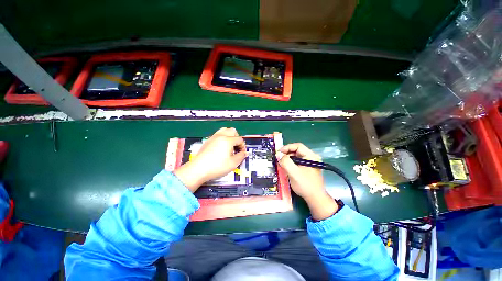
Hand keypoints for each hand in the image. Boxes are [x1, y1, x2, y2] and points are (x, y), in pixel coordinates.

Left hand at [174, 127, 246, 191]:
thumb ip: (241, 156)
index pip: (239, 139)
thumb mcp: (233, 163)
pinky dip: (222, 138)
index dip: (243, 146)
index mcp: (228, 140)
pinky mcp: (208, 141)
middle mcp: (220, 136)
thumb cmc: (217, 166)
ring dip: (229, 136)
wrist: (198, 169)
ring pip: (224, 130)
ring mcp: (213, 137)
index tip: (242, 153)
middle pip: (233, 131)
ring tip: (229, 145)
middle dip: (237, 138)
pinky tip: (221, 147)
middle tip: (236, 147)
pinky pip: (217, 134)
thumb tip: (244, 153)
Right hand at [277, 143, 338, 219]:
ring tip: (281, 162)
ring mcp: (310, 163)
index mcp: (311, 156)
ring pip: (296, 157)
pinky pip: (297, 162)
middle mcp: (311, 157)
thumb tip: (279, 155)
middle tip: (278, 157)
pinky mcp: (307, 168)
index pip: (298, 146)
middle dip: (286, 153)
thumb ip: (286, 162)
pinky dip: (291, 163)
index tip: (278, 152)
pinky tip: (286, 167)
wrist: (315, 198)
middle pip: (297, 151)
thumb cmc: (306, 185)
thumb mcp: (294, 173)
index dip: (287, 147)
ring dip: (288, 159)